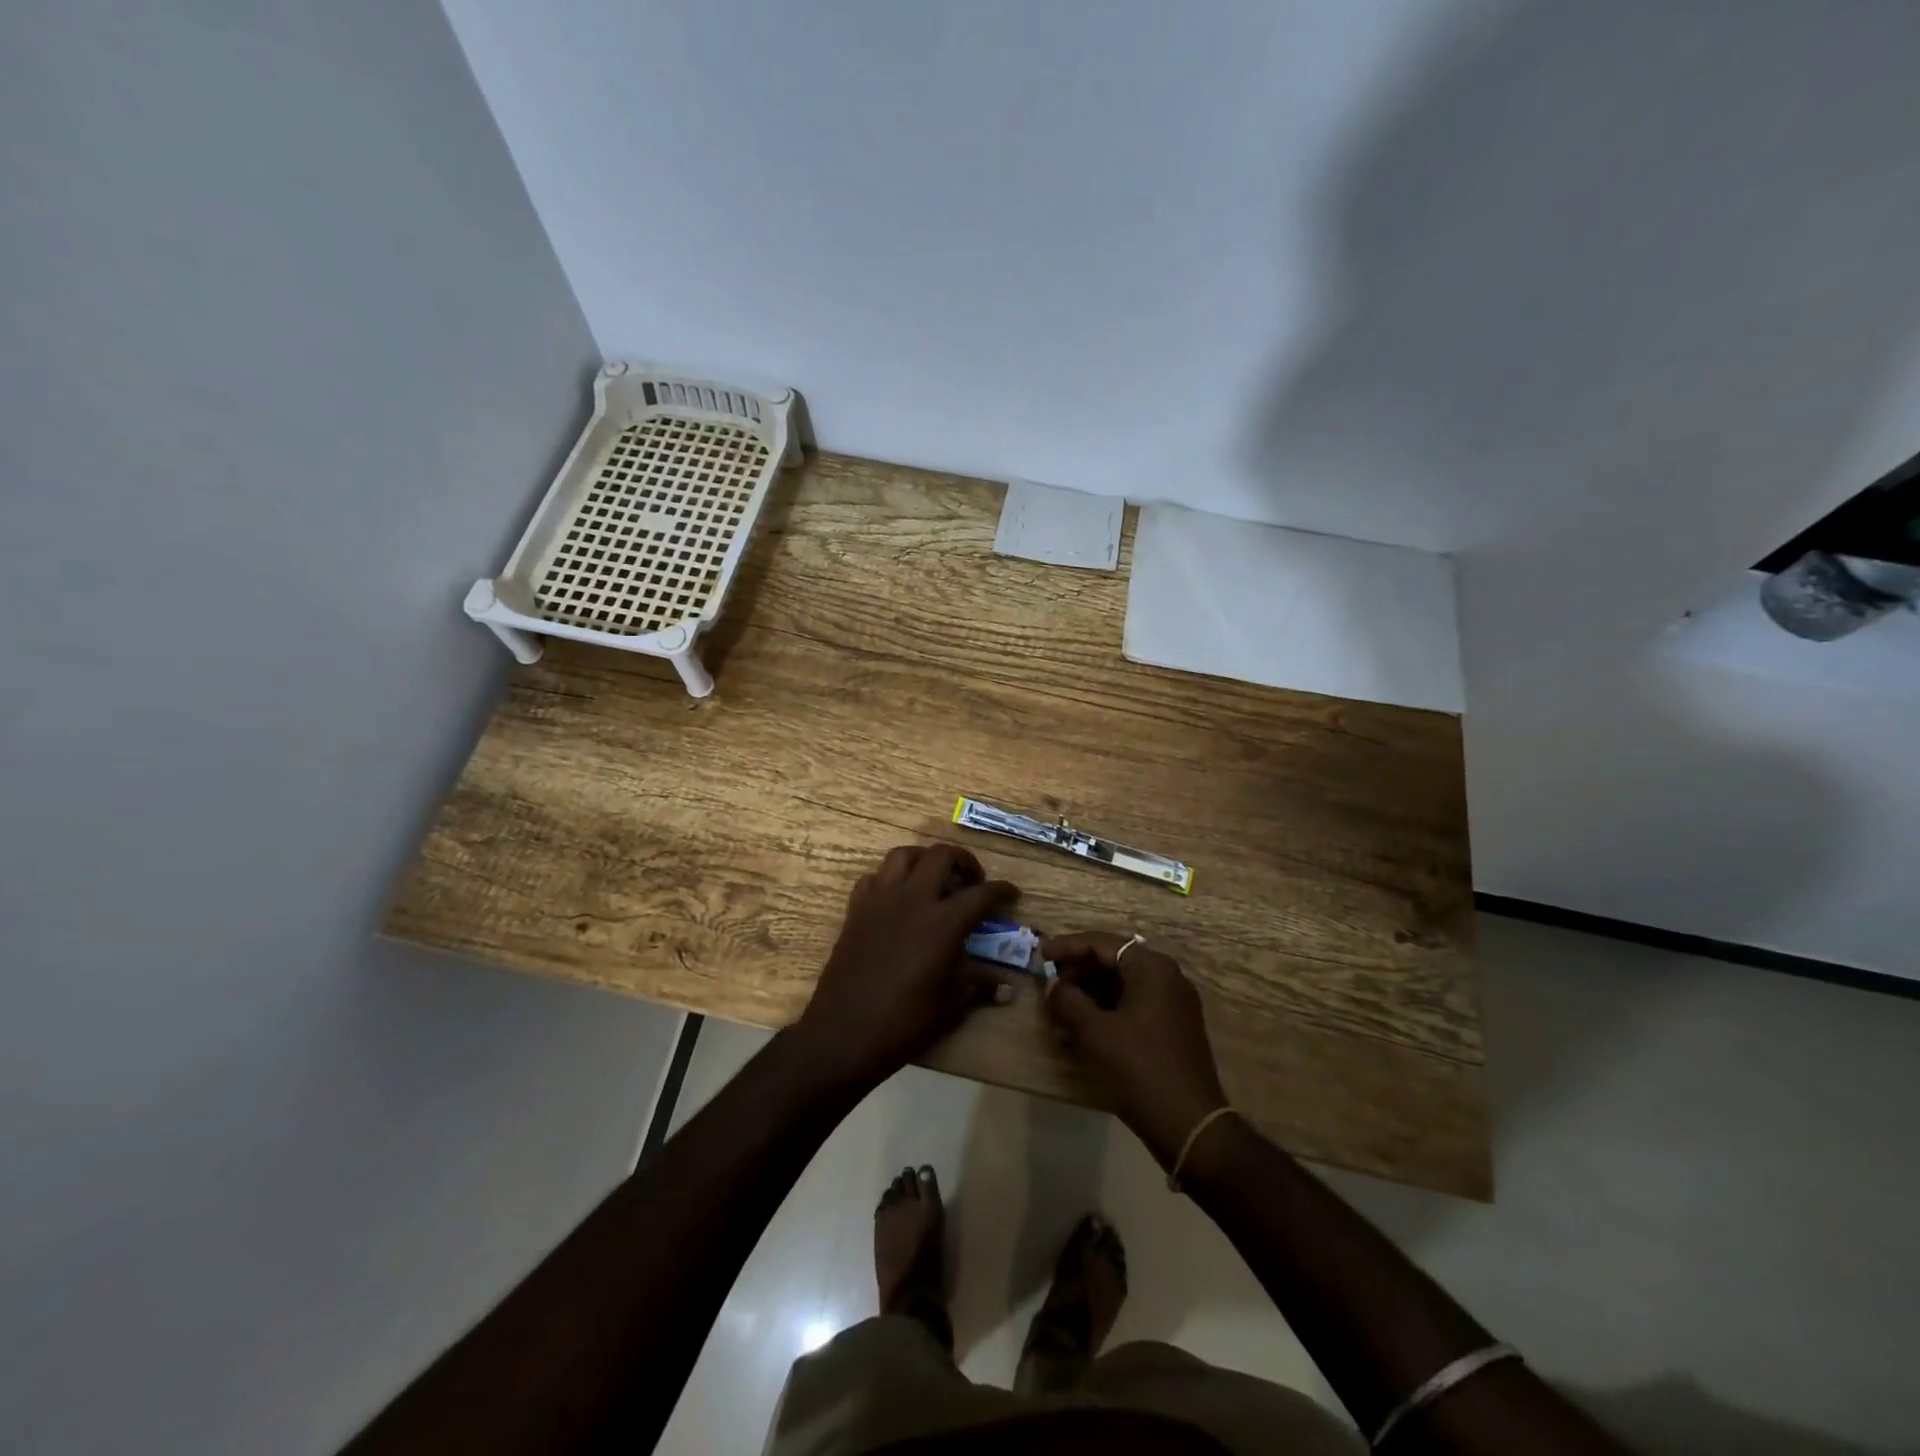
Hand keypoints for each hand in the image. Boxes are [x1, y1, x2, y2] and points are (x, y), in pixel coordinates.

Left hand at [794, 844, 1017, 1089]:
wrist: (843, 1032)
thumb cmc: (903, 1022)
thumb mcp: (949, 1005)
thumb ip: (979, 986)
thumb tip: (1008, 989)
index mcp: (943, 922)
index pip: (981, 894)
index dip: (1002, 891)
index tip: (1012, 895)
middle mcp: (913, 899)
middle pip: (942, 856)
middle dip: (964, 861)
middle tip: (972, 881)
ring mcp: (880, 899)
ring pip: (904, 855)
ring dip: (925, 860)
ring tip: (935, 879)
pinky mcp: (856, 908)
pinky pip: (875, 877)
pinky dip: (890, 879)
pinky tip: (898, 898)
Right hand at [1042, 932, 1229, 1166]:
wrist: (1190, 1125)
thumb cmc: (1140, 1070)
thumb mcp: (1095, 1033)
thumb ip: (1068, 1001)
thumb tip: (1054, 985)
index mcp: (1152, 968)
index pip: (1102, 943)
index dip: (1068, 947)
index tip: (1040, 954)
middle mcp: (1167, 977)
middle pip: (1114, 960)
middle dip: (1079, 969)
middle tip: (1049, 981)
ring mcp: (1174, 1002)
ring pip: (1124, 983)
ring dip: (1091, 990)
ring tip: (1061, 1003)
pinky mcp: (1174, 1026)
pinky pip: (1135, 1002)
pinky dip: (1108, 1007)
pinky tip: (1084, 1023)